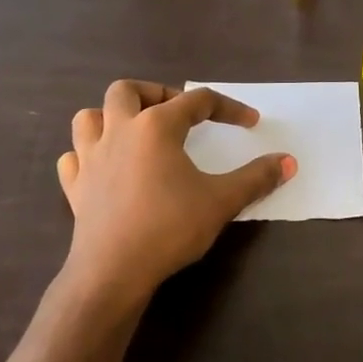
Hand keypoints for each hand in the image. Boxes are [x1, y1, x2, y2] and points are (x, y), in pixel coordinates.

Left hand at [55, 80, 295, 299]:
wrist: (114, 271)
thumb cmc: (169, 227)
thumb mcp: (222, 201)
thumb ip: (257, 178)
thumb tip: (289, 162)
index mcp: (157, 126)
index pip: (198, 101)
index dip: (228, 108)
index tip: (250, 122)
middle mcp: (120, 131)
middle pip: (128, 91)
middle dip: (155, 93)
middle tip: (178, 113)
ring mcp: (90, 158)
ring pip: (89, 117)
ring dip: (110, 116)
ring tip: (133, 130)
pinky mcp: (74, 186)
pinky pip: (73, 157)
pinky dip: (86, 154)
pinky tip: (102, 165)